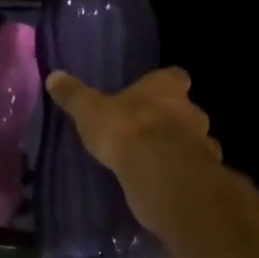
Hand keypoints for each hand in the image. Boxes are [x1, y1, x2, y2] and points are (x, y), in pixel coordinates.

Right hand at [45, 67, 221, 235]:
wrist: (159, 173)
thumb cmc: (125, 130)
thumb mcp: (89, 110)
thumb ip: (74, 95)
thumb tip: (53, 76)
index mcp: (165, 88)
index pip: (175, 76)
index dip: (164, 84)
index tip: (150, 94)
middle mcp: (191, 110)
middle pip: (187, 109)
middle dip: (172, 118)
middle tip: (148, 130)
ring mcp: (202, 143)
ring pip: (196, 141)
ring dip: (180, 147)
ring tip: (155, 159)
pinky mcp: (204, 174)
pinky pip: (195, 170)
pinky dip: (182, 173)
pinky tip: (164, 181)